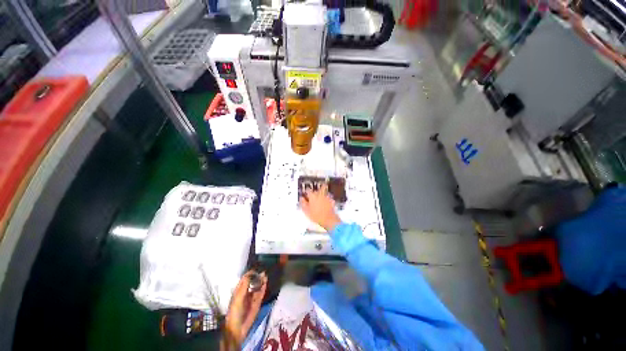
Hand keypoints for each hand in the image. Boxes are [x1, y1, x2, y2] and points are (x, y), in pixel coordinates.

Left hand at [222, 271, 266, 348]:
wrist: (238, 328)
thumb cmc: (235, 311)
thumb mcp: (238, 297)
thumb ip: (245, 285)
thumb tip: (252, 273)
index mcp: (239, 290)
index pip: (245, 278)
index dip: (250, 273)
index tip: (256, 269)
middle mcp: (246, 292)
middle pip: (253, 281)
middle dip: (257, 276)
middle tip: (263, 271)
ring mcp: (252, 297)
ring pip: (258, 286)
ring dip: (261, 281)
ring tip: (265, 275)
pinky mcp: (257, 302)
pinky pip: (261, 293)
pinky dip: (263, 287)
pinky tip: (265, 282)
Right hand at [299, 185, 341, 231]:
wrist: (328, 219)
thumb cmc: (316, 216)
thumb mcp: (306, 211)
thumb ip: (303, 203)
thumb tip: (301, 198)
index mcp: (312, 196)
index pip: (308, 190)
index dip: (306, 192)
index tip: (305, 194)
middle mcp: (319, 194)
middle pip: (316, 190)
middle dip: (314, 192)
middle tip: (312, 195)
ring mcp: (326, 197)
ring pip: (323, 191)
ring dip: (321, 192)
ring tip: (319, 195)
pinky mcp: (331, 200)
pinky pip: (328, 196)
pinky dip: (326, 197)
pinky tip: (325, 200)